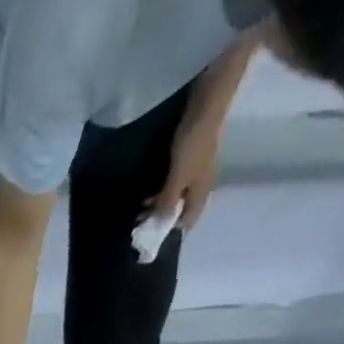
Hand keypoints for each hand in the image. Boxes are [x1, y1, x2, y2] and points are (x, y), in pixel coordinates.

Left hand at [148, 114, 222, 232]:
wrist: (206, 104)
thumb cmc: (193, 143)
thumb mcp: (178, 177)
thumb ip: (168, 202)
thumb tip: (158, 227)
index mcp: (201, 193)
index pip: (186, 223)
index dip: (169, 233)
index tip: (148, 240)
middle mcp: (200, 186)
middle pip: (179, 212)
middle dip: (159, 220)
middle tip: (137, 225)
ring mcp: (195, 172)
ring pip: (175, 198)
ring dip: (157, 207)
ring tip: (138, 212)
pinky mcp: (188, 160)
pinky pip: (172, 184)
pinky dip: (160, 192)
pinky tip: (147, 193)